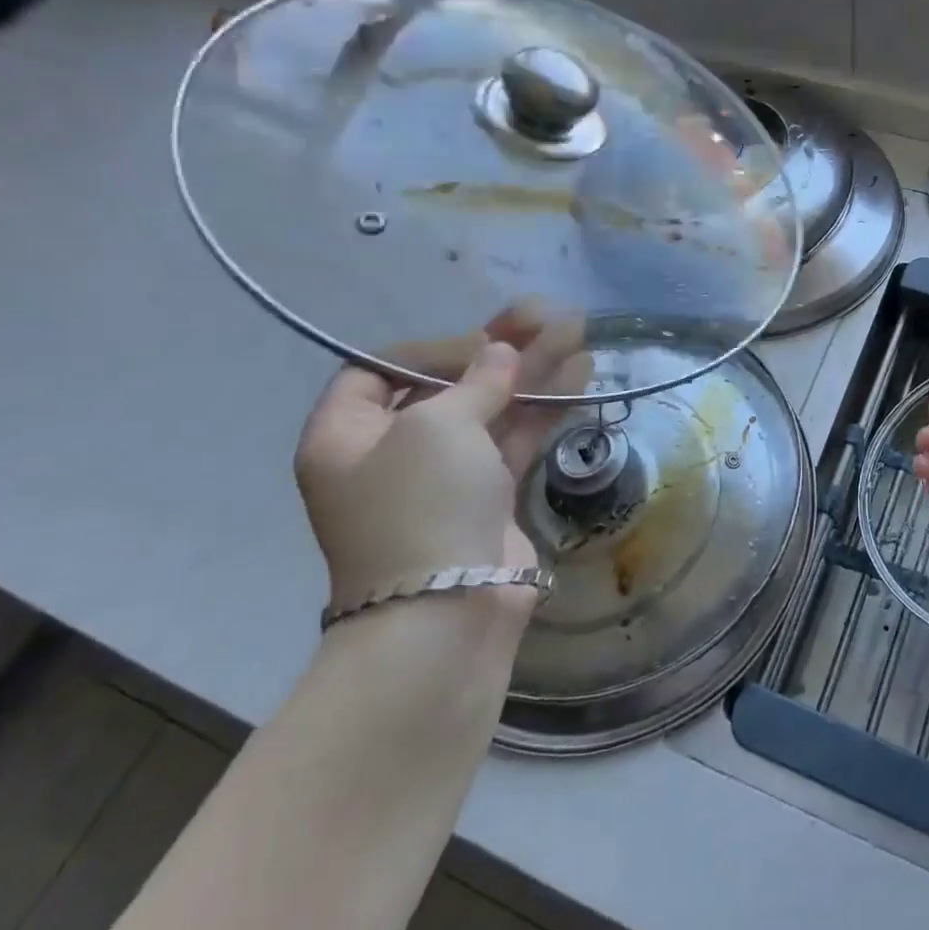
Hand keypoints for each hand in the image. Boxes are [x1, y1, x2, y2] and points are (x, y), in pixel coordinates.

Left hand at [293, 303, 586, 623]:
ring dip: (532, 372)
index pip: (378, 371)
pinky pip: (515, 439)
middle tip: (547, 316)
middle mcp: (392, 453)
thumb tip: (501, 354)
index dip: (431, 349)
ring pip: (491, 409)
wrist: (448, 614)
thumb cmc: (421, 505)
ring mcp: (445, 477)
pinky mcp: (489, 498)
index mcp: (347, 436)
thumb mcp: (438, 426)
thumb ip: (476, 382)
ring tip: (577, 332)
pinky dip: (545, 407)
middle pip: (448, 386)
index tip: (480, 342)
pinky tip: (581, 373)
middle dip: (499, 351)